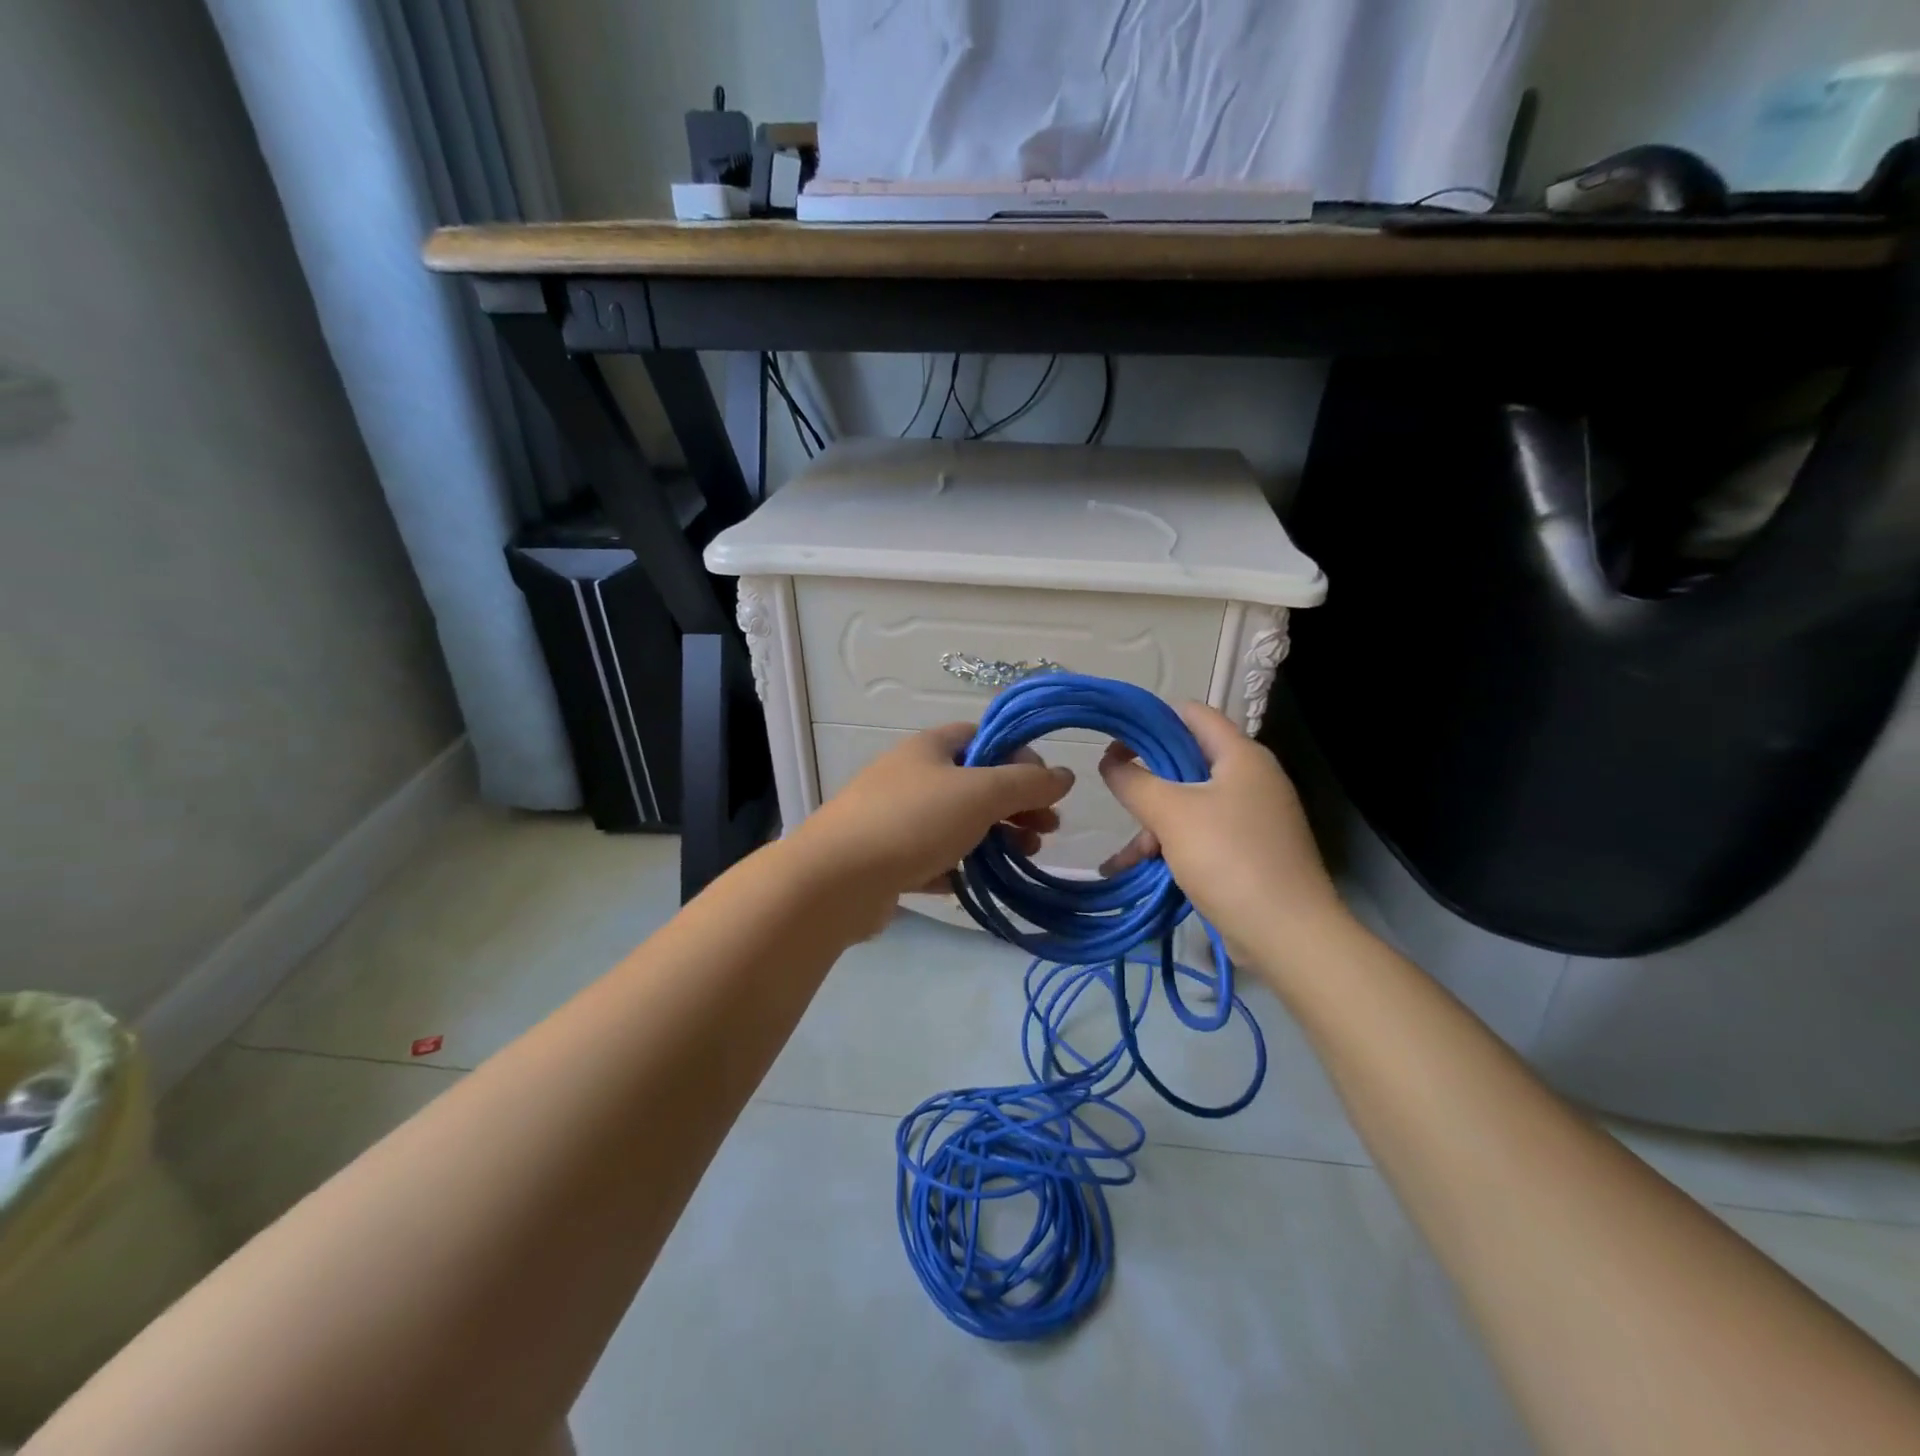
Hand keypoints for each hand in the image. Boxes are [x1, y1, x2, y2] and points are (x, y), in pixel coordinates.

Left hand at [795, 721, 1074, 905]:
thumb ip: (1027, 782)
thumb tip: (1063, 775)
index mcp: (929, 748)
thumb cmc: (913, 821)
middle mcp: (911, 777)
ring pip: (957, 823)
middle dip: (1015, 805)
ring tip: (1025, 857)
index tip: (1047, 787)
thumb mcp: (980, 793)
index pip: (983, 738)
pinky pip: (933, 858)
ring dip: (995, 838)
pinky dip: (958, 867)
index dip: (1019, 757)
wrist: (835, 880)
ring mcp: (895, 819)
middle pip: (975, 784)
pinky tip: (977, 883)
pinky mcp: (887, 860)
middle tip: (1046, 830)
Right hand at [1098, 702, 1348, 973]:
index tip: (1115, 741)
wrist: (1286, 934)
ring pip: (1189, 802)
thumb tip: (1110, 762)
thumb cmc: (1228, 858)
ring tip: (1124, 856)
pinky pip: (1201, 834)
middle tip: (1117, 796)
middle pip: (1187, 760)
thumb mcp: (1171, 813)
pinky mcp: (1248, 850)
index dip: (1151, 719)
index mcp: (1241, 755)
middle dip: (1148, 780)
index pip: (1192, 713)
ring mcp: (1251, 816)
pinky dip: (1172, 846)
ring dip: (1154, 822)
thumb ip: (1134, 782)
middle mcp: (1250, 778)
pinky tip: (1139, 870)